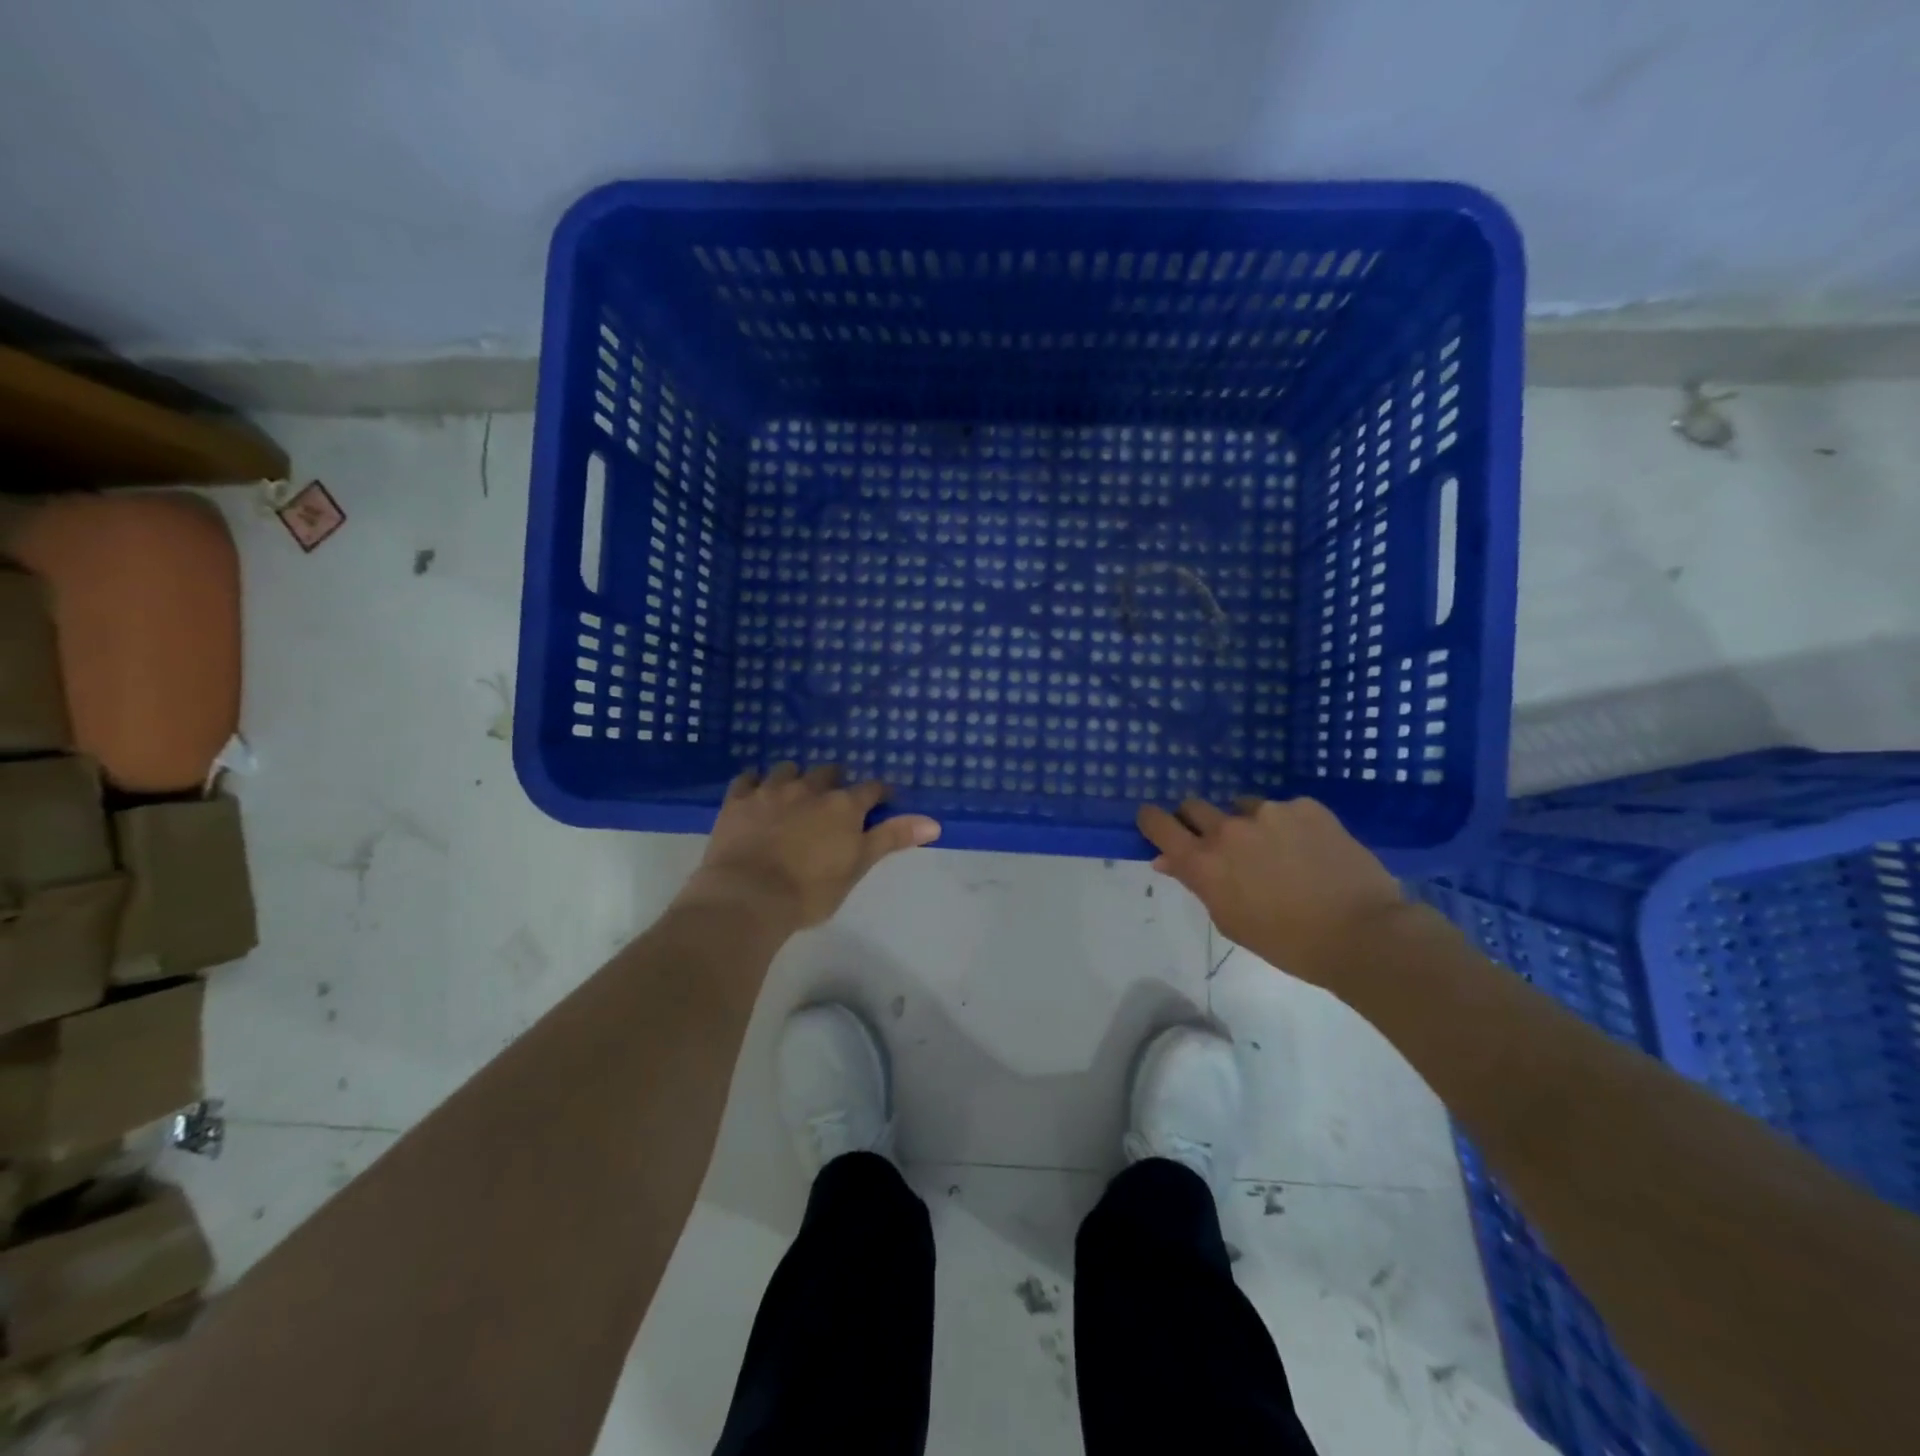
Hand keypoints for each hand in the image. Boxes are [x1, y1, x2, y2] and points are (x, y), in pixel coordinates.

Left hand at [681, 764, 940, 928]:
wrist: (748, 896)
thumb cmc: (810, 890)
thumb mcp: (858, 866)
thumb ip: (892, 838)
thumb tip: (934, 822)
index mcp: (843, 806)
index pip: (871, 790)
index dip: (879, 793)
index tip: (882, 799)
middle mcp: (810, 789)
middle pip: (828, 772)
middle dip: (834, 780)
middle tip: (834, 798)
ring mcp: (771, 791)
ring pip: (788, 770)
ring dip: (795, 777)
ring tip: (795, 792)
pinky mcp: (738, 801)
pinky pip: (747, 779)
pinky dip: (755, 783)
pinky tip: (755, 792)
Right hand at [1137, 795, 1404, 985]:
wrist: (1362, 934)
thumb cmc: (1287, 942)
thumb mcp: (1230, 919)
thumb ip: (1197, 883)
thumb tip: (1168, 859)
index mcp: (1203, 862)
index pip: (1158, 823)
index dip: (1152, 820)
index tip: (1156, 824)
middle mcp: (1228, 829)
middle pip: (1193, 806)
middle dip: (1197, 821)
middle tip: (1219, 843)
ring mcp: (1268, 812)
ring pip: (1242, 807)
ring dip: (1246, 823)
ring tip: (1275, 850)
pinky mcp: (1305, 806)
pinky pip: (1283, 809)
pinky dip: (1287, 825)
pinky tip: (1309, 850)